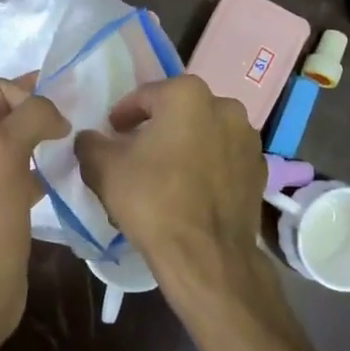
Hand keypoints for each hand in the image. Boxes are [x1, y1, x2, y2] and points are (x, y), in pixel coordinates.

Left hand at [0, 75, 68, 332]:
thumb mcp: (2, 155)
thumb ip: (28, 119)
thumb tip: (56, 115)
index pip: (1, 90)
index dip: (33, 95)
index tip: (65, 115)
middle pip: (10, 114)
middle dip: (42, 112)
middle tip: (78, 122)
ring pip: (20, 143)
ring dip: (46, 139)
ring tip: (76, 145)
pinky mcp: (0, 208)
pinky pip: (26, 173)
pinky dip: (46, 169)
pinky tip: (64, 179)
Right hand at [74, 75, 266, 280]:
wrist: (206, 255)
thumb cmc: (152, 200)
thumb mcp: (104, 169)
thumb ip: (91, 144)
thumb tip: (90, 138)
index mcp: (188, 95)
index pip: (144, 96)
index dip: (123, 116)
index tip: (112, 134)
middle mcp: (225, 107)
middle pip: (179, 113)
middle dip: (156, 129)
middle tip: (135, 154)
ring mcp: (248, 139)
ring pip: (205, 135)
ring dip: (184, 147)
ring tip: (164, 175)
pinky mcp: (259, 170)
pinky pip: (224, 160)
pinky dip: (207, 168)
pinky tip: (190, 192)